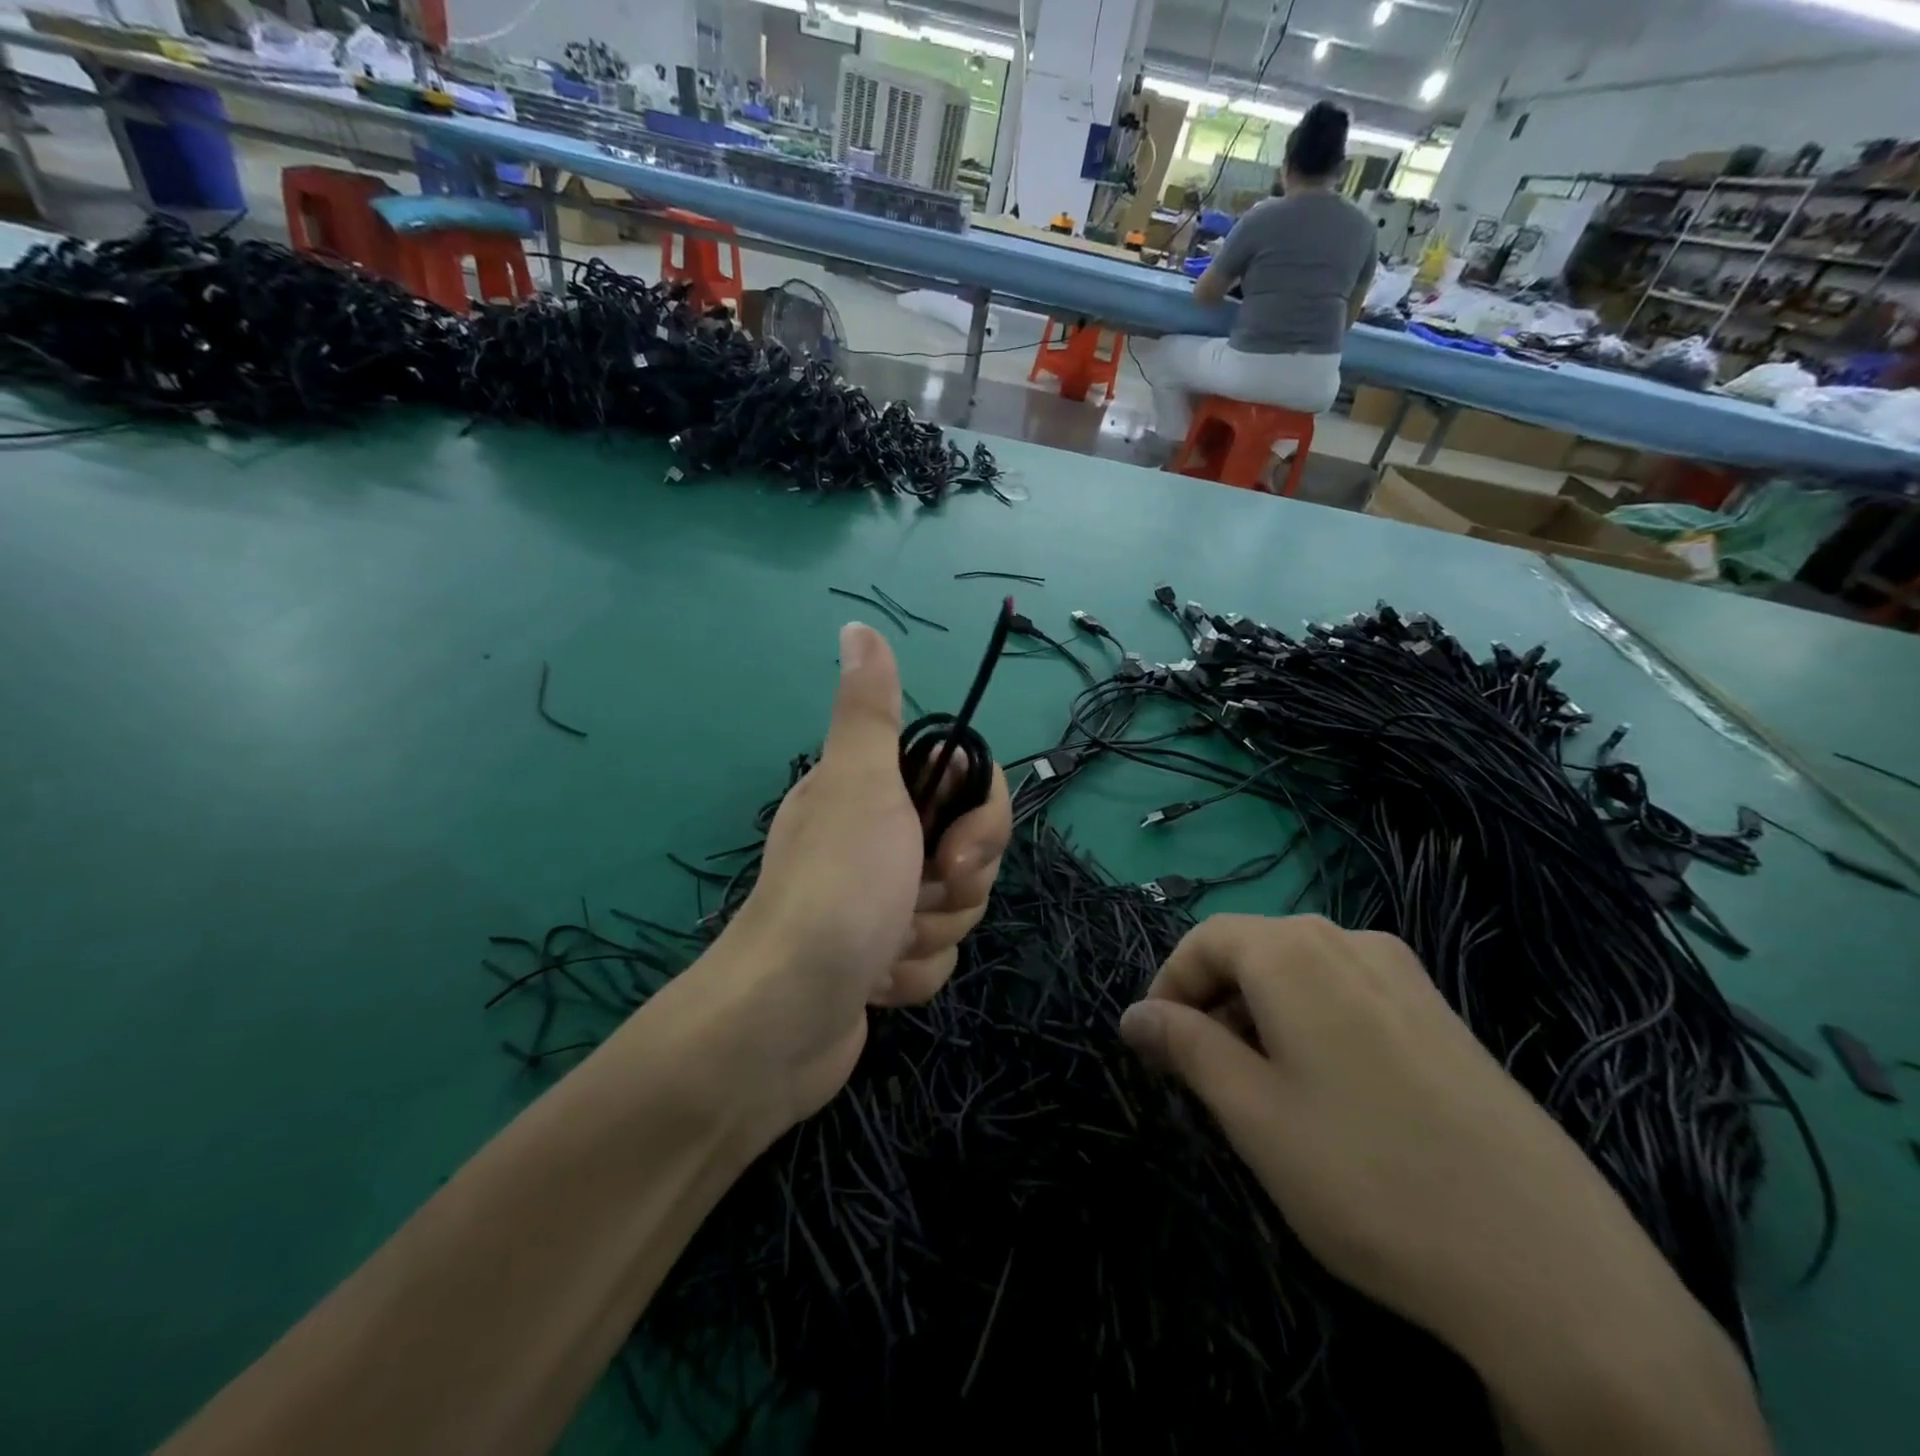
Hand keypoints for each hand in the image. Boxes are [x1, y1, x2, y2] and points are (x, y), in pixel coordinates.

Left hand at [716, 622, 1010, 1124]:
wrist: (787, 1016)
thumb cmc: (838, 888)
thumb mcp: (859, 784)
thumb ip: (869, 710)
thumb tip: (856, 626)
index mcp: (873, 792)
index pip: (968, 787)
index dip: (980, 820)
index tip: (953, 851)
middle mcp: (876, 840)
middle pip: (971, 851)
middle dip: (955, 887)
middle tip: (915, 897)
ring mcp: (879, 903)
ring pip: (956, 909)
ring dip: (930, 934)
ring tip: (884, 948)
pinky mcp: (881, 959)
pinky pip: (934, 958)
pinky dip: (913, 974)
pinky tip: (876, 982)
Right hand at [1119, 914, 1769, 1455]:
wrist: (1555, 1271)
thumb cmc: (1368, 1179)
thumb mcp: (1252, 1114)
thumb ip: (1185, 1047)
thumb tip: (1133, 1014)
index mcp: (1297, 952)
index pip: (1205, 939)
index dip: (1170, 986)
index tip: (1159, 1048)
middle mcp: (1351, 941)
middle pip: (1254, 950)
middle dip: (1215, 1003)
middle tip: (1208, 1078)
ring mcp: (1407, 976)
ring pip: (1301, 973)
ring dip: (1262, 1015)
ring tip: (1264, 1092)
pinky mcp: (1443, 1016)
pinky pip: (1350, 995)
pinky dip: (1313, 1025)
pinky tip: (1332, 1096)